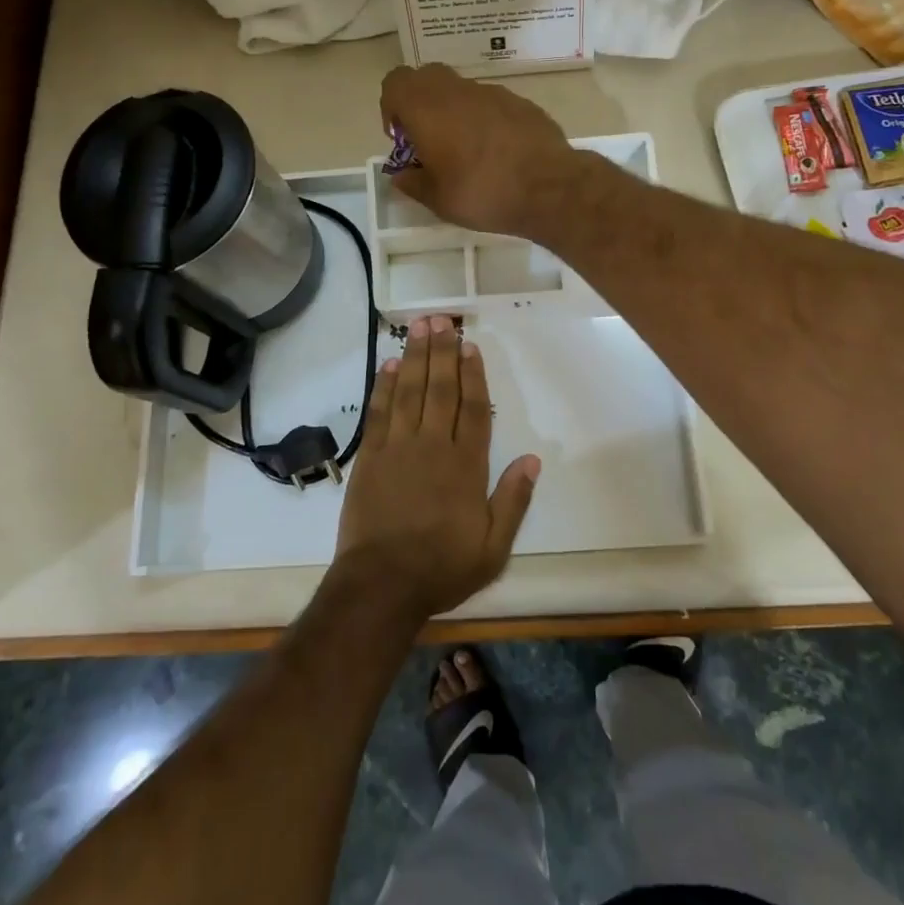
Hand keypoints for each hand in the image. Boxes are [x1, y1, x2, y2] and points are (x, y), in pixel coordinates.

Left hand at [334, 315, 540, 617]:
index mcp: (466, 465)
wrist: (382, 585)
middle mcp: (433, 446)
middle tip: (441, 319)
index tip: (469, 346)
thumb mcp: (493, 547)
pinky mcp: (370, 456)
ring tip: (419, 327)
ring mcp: (399, 447)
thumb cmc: (442, 567)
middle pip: (440, 389)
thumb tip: (533, 459)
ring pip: (410, 391)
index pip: (473, 408)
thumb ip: (513, 500)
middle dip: (442, 351)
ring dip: (415, 357)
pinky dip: (384, 386)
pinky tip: (389, 365)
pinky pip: (379, 412)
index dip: (472, 374)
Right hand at [380, 64, 575, 235]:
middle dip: (420, 102)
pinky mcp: (520, 102)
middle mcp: (458, 91)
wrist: (550, 187)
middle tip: (428, 138)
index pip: (395, 82)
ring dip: (453, 111)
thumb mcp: (438, 200)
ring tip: (466, 150)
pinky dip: (483, 118)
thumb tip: (402, 175)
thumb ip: (413, 183)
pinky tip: (497, 151)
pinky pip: (490, 102)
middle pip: (426, 77)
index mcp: (429, 109)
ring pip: (461, 89)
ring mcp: (493, 92)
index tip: (402, 138)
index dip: (391, 106)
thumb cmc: (484, 193)